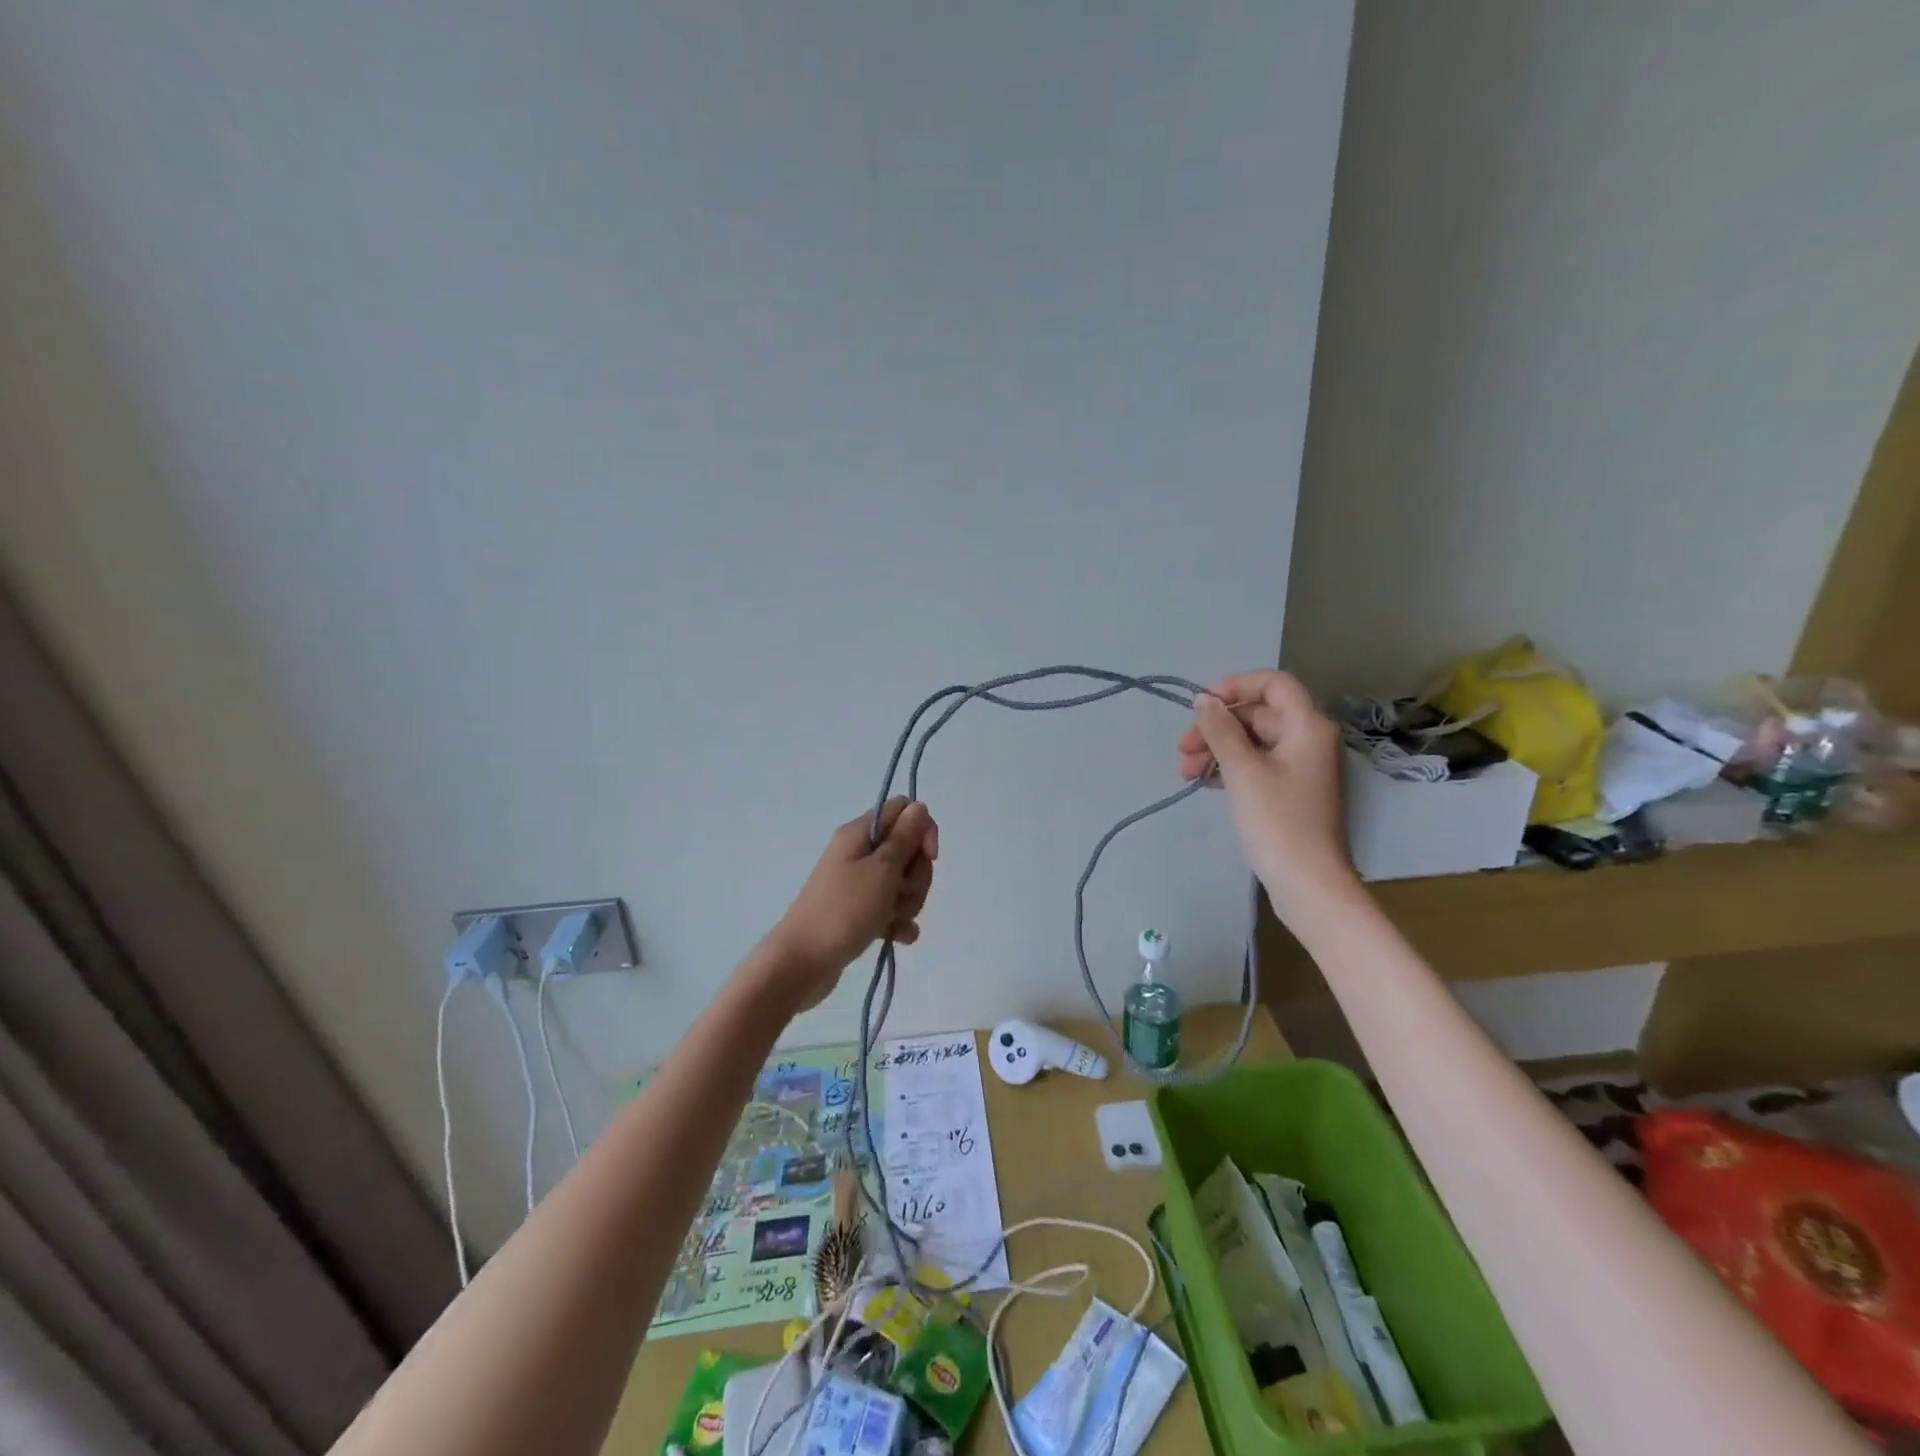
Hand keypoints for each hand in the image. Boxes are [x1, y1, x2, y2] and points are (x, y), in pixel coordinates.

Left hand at [759, 798, 938, 1010]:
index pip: (903, 811)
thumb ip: (905, 837)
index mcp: (859, 834)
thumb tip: (919, 807)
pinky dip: (898, 922)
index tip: (929, 857)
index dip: (922, 830)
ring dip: (908, 902)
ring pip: (902, 883)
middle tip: (900, 894)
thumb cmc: (844, 910)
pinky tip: (897, 937)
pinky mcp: (859, 913)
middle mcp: (858, 854)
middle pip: (907, 850)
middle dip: (916, 876)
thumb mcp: (881, 869)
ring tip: (893, 919)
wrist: (802, 963)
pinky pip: (891, 910)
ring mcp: (858, 885)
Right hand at [1177, 671, 1356, 919]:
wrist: (1308, 883)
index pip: (1274, 684)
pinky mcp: (1291, 792)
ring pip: (1254, 742)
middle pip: (1258, 715)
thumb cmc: (1277, 821)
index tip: (1202, 705)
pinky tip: (1204, 782)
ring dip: (1217, 750)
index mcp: (1307, 726)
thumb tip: (1204, 700)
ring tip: (1185, 772)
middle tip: (1182, 750)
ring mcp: (1301, 768)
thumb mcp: (1242, 771)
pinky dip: (1230, 768)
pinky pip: (1257, 765)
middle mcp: (1309, 740)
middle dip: (1217, 727)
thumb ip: (1221, 730)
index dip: (1236, 686)